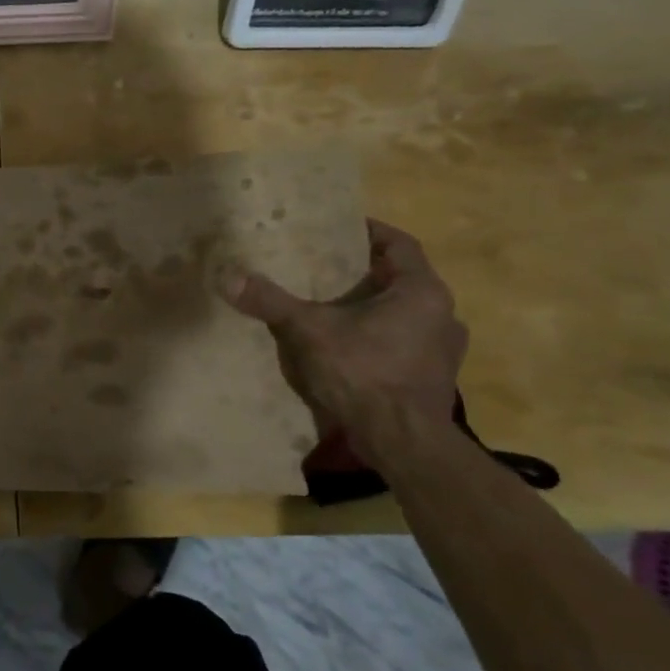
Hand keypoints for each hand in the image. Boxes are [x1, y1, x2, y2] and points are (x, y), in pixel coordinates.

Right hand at [224, 219, 466, 435]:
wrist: (404, 443)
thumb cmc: (364, 373)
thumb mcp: (309, 331)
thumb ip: (271, 302)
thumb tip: (227, 276)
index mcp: (422, 292)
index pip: (399, 244)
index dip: (368, 232)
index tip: (337, 228)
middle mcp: (442, 315)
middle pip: (400, 279)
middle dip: (362, 272)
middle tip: (323, 267)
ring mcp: (442, 350)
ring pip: (403, 313)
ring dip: (371, 307)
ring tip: (331, 306)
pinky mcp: (433, 378)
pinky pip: (403, 343)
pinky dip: (377, 337)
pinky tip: (347, 347)